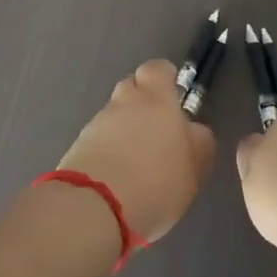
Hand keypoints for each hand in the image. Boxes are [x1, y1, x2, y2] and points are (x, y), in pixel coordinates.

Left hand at [56, 61, 215, 243]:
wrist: (93, 207)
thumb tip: (193, 130)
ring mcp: (97, 122)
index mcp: (157, 99)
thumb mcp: (194, 169)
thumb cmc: (156, 183)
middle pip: (132, 88)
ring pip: (115, 115)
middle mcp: (124, 102)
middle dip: (143, 103)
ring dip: (125, 129)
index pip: (158, 69)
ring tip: (137, 162)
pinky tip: (118, 175)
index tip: (174, 97)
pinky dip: (109, 149)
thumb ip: (198, 143)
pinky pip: (99, 138)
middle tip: (157, 131)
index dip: (166, 79)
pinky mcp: (78, 145)